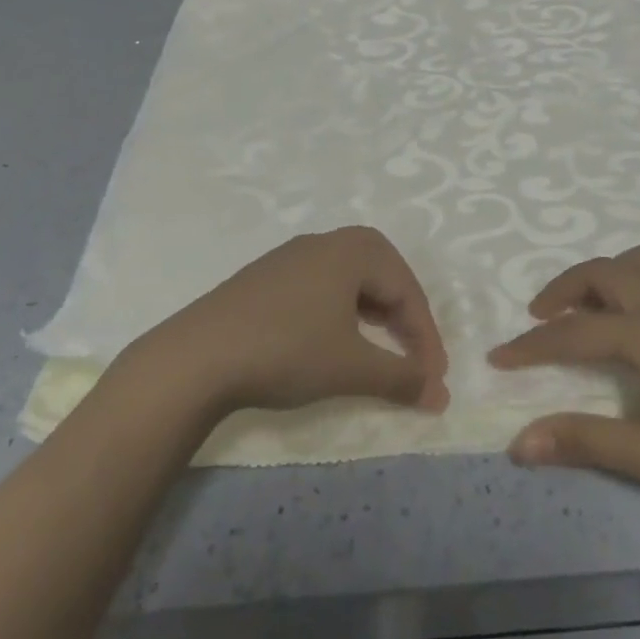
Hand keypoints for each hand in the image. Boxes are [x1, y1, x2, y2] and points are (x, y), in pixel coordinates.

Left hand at [123, 227, 450, 419]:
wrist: (198, 356)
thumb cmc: (287, 350)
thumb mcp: (351, 367)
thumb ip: (401, 378)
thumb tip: (442, 396)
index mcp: (353, 249)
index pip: (406, 289)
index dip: (426, 336)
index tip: (434, 379)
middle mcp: (326, 242)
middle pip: (382, 274)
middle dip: (403, 317)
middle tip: (413, 357)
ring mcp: (291, 256)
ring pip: (351, 279)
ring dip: (373, 313)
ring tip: (378, 349)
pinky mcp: (267, 276)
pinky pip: (322, 285)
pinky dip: (341, 311)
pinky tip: (332, 339)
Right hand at [488, 245, 639, 526]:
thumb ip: (583, 441)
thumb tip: (519, 443)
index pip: (573, 333)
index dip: (532, 346)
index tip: (498, 357)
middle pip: (601, 274)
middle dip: (563, 290)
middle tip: (541, 318)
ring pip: (639, 259)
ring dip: (606, 273)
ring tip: (591, 305)